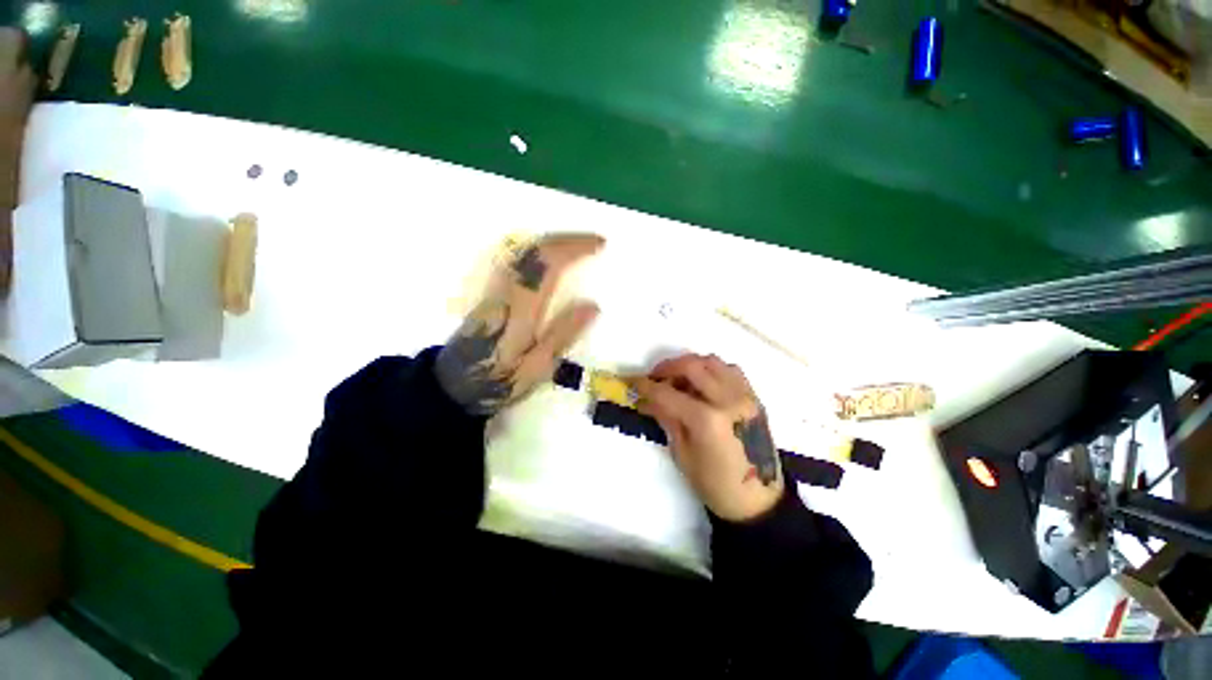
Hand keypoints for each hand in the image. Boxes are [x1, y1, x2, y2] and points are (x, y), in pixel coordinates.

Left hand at [436, 233, 603, 414]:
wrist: (453, 384)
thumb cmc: (498, 380)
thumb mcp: (536, 368)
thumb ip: (562, 335)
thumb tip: (593, 305)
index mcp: (520, 309)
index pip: (547, 264)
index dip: (575, 248)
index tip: (600, 244)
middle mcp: (506, 290)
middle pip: (535, 250)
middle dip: (567, 239)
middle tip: (595, 240)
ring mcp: (496, 288)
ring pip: (524, 251)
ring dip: (554, 241)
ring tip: (579, 245)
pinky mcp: (492, 292)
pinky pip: (519, 260)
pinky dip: (541, 251)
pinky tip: (551, 256)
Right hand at [634, 354, 782, 521]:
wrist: (759, 500)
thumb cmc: (715, 484)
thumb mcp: (682, 454)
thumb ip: (667, 419)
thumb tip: (647, 399)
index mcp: (707, 420)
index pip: (668, 393)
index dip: (647, 386)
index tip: (634, 383)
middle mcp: (728, 400)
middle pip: (691, 366)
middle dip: (667, 367)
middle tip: (655, 378)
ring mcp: (745, 396)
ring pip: (712, 361)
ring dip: (690, 365)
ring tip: (678, 379)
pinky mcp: (754, 397)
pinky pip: (730, 369)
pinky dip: (711, 369)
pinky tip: (703, 383)